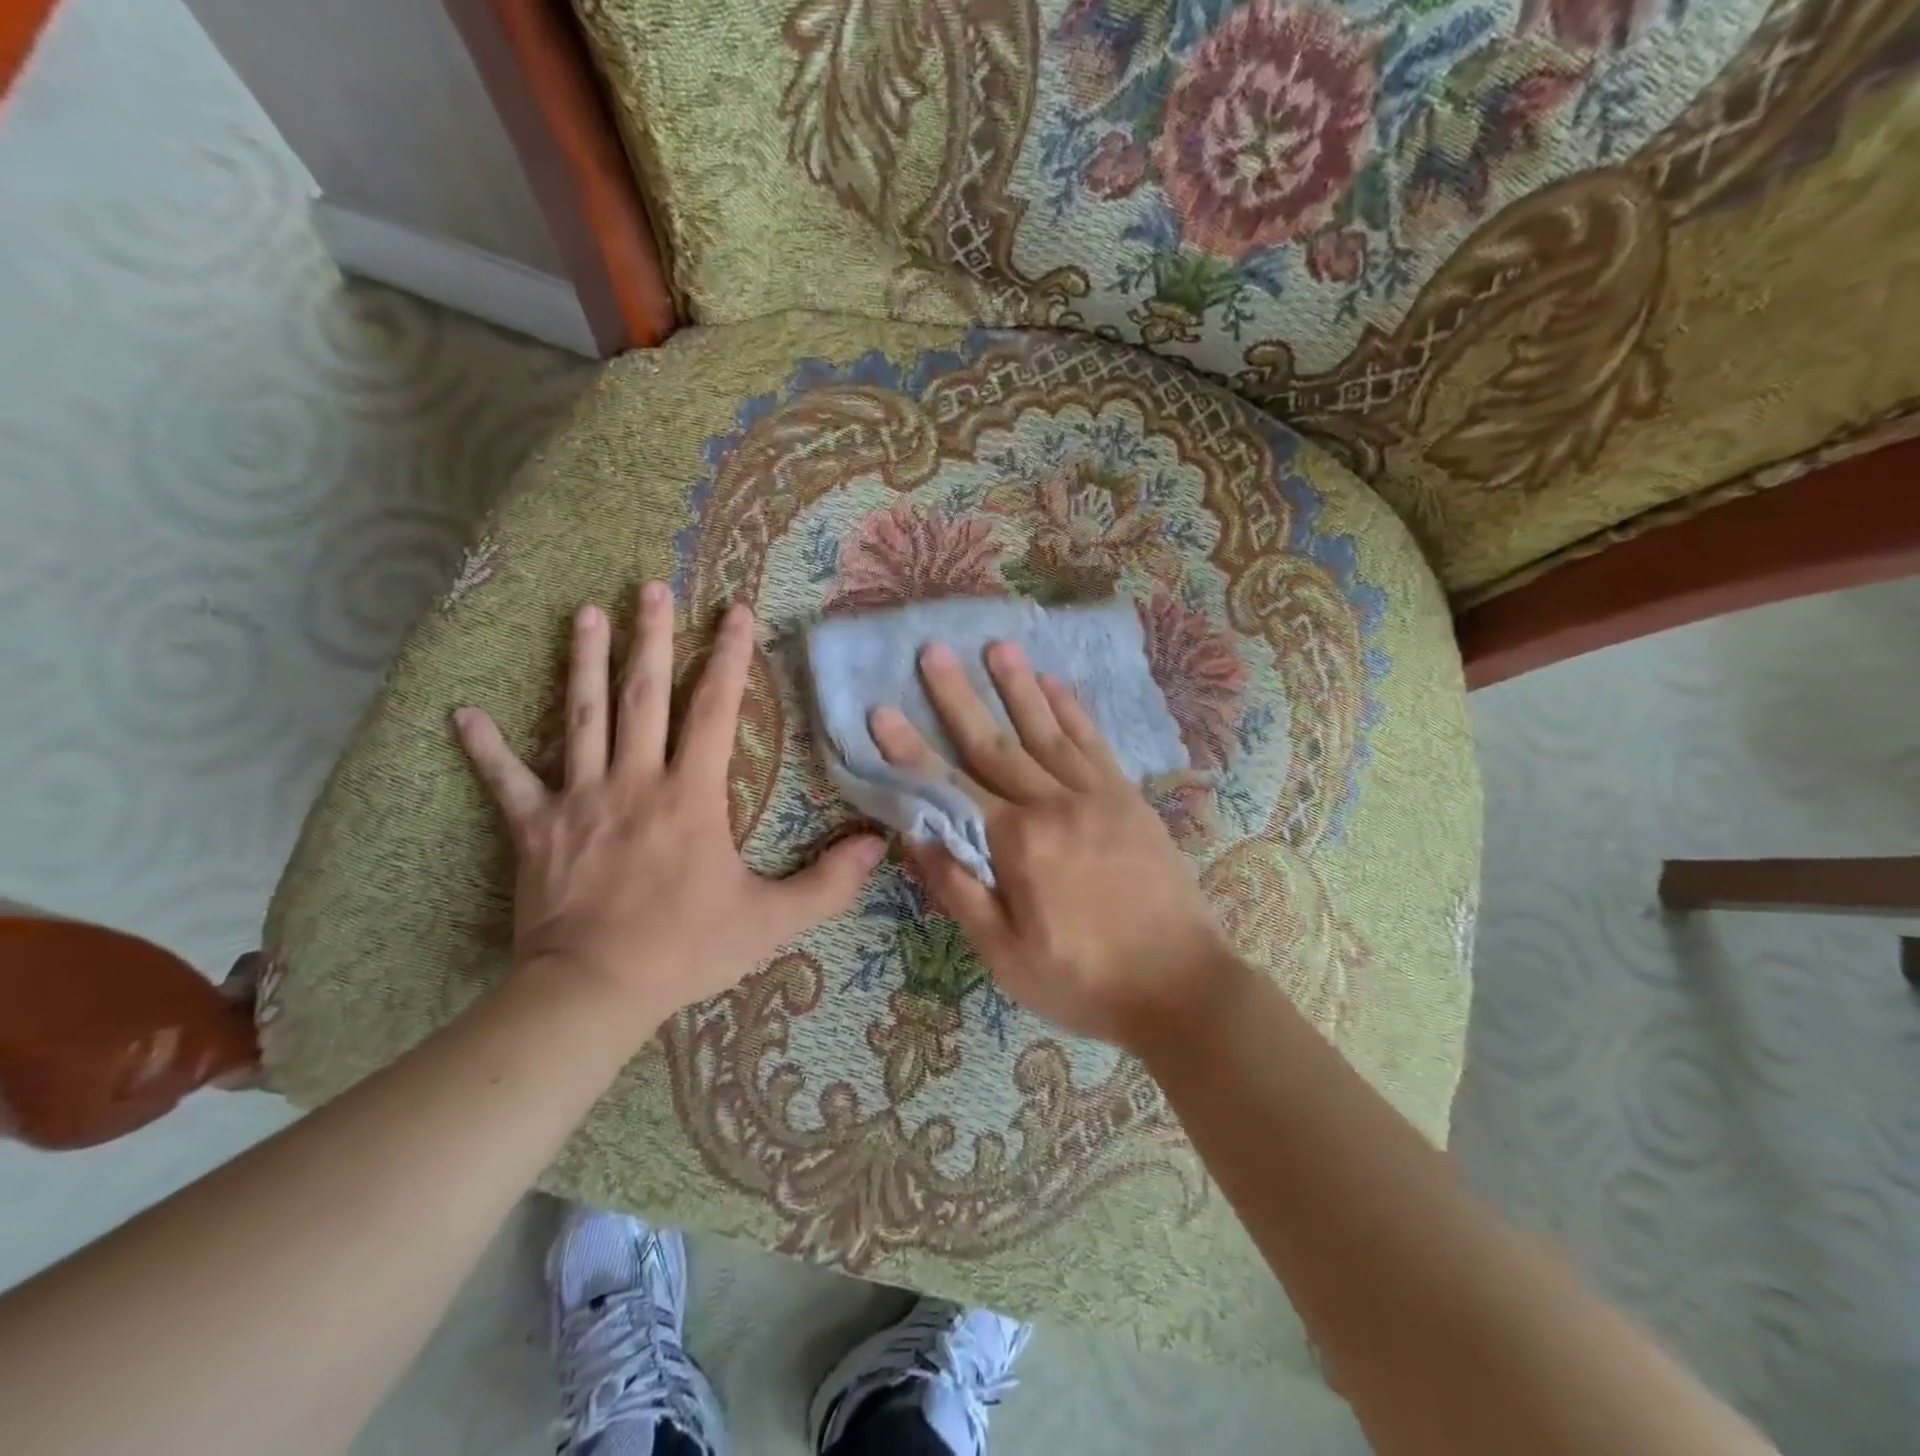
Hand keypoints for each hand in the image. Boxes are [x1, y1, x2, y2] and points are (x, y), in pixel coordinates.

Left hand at [454, 584, 885, 1033]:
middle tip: (650, 586)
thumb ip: (828, 883)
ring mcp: (579, 800)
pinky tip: (463, 713)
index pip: (714, 710)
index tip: (735, 612)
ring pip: (580, 718)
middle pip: (643, 695)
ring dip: (582, 662)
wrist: (592, 991)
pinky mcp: (536, 829)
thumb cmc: (686, 948)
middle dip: (651, 637)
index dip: (728, 658)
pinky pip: (507, 781)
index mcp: (690, 795)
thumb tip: (879, 846)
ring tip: (585, 613)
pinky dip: (485, 747)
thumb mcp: (771, 920)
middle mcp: (634, 781)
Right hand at [869, 640, 1233, 1049]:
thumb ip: (959, 892)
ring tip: (997, 645)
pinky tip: (1056, 684)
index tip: (881, 709)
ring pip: (1048, 731)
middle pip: (996, 743)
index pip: (951, 787)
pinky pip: (1096, 744)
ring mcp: (1098, 797)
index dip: (910, 749)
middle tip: (933, 651)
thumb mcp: (1006, 955)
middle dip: (959, 696)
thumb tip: (916, 838)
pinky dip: (1074, 711)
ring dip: (1019, 686)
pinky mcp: (1130, 800)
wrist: (1182, 988)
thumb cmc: (1084, 981)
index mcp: (1018, 845)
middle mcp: (1055, 806)